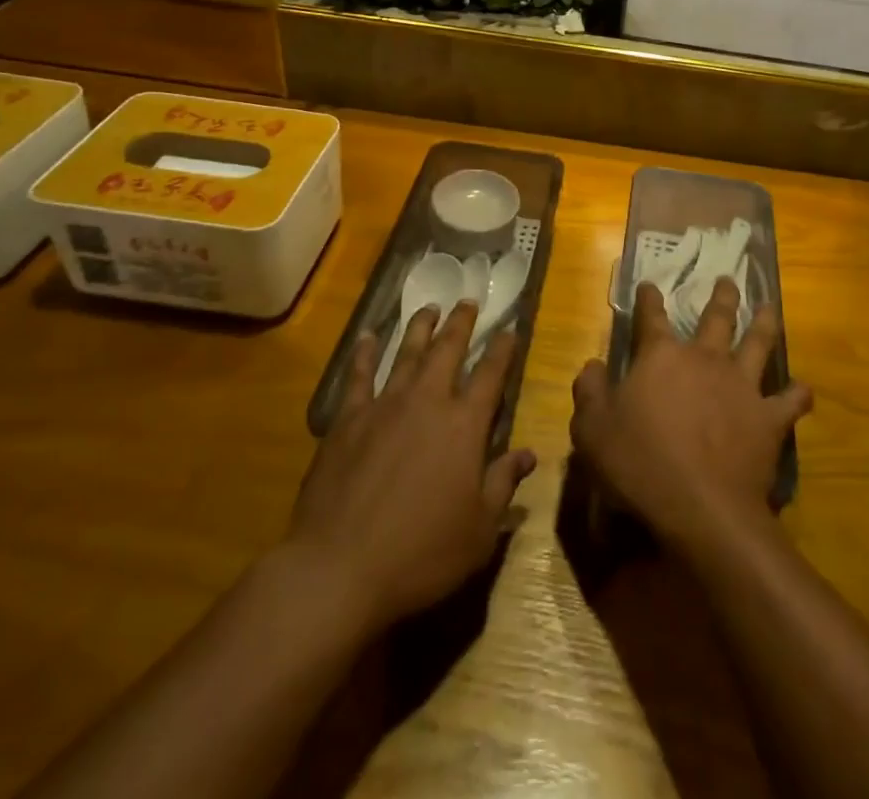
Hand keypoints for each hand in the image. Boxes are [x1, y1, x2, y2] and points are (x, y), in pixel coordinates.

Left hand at [288, 302, 535, 635]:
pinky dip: (365, 353)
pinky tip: (368, 337)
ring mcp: (384, 406)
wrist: (340, 567)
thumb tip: (528, 454)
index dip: (502, 350)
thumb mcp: (479, 530)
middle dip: (461, 323)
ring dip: (420, 327)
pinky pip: (359, 376)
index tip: (509, 329)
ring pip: (407, 353)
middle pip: (448, 350)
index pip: (491, 375)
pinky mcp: (348, 419)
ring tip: (429, 307)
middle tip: (468, 301)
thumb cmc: (421, 553)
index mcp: (464, 425)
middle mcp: (428, 402)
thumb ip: (503, 484)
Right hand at [571, 278, 810, 552]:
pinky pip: (790, 401)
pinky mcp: (768, 419)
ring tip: (769, 307)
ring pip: (757, 343)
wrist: (701, 508)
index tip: (649, 285)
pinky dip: (798, 393)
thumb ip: (590, 391)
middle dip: (721, 296)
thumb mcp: (592, 429)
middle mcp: (705, 359)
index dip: (649, 299)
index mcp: (661, 357)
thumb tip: (593, 364)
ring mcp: (742, 386)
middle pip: (716, 318)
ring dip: (764, 323)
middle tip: (727, 280)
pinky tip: (804, 389)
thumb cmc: (638, 464)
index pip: (652, 317)